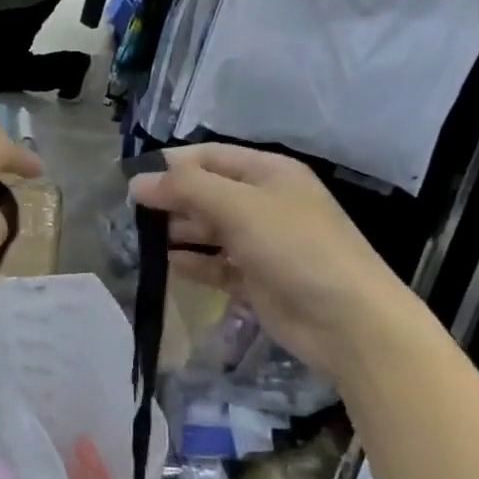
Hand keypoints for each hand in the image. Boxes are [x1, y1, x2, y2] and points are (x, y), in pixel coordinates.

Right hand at [128, 145, 422, 375]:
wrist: (348, 322)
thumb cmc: (296, 248)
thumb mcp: (240, 207)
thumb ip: (186, 189)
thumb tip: (136, 182)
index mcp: (267, 172)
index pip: (209, 157)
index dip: (171, 165)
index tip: (131, 179)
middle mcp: (263, 202)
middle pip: (206, 192)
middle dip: (171, 200)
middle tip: (130, 215)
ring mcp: (261, 243)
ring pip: (208, 229)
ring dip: (178, 232)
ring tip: (140, 241)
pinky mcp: (256, 279)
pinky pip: (216, 265)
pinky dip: (194, 263)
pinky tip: (168, 266)